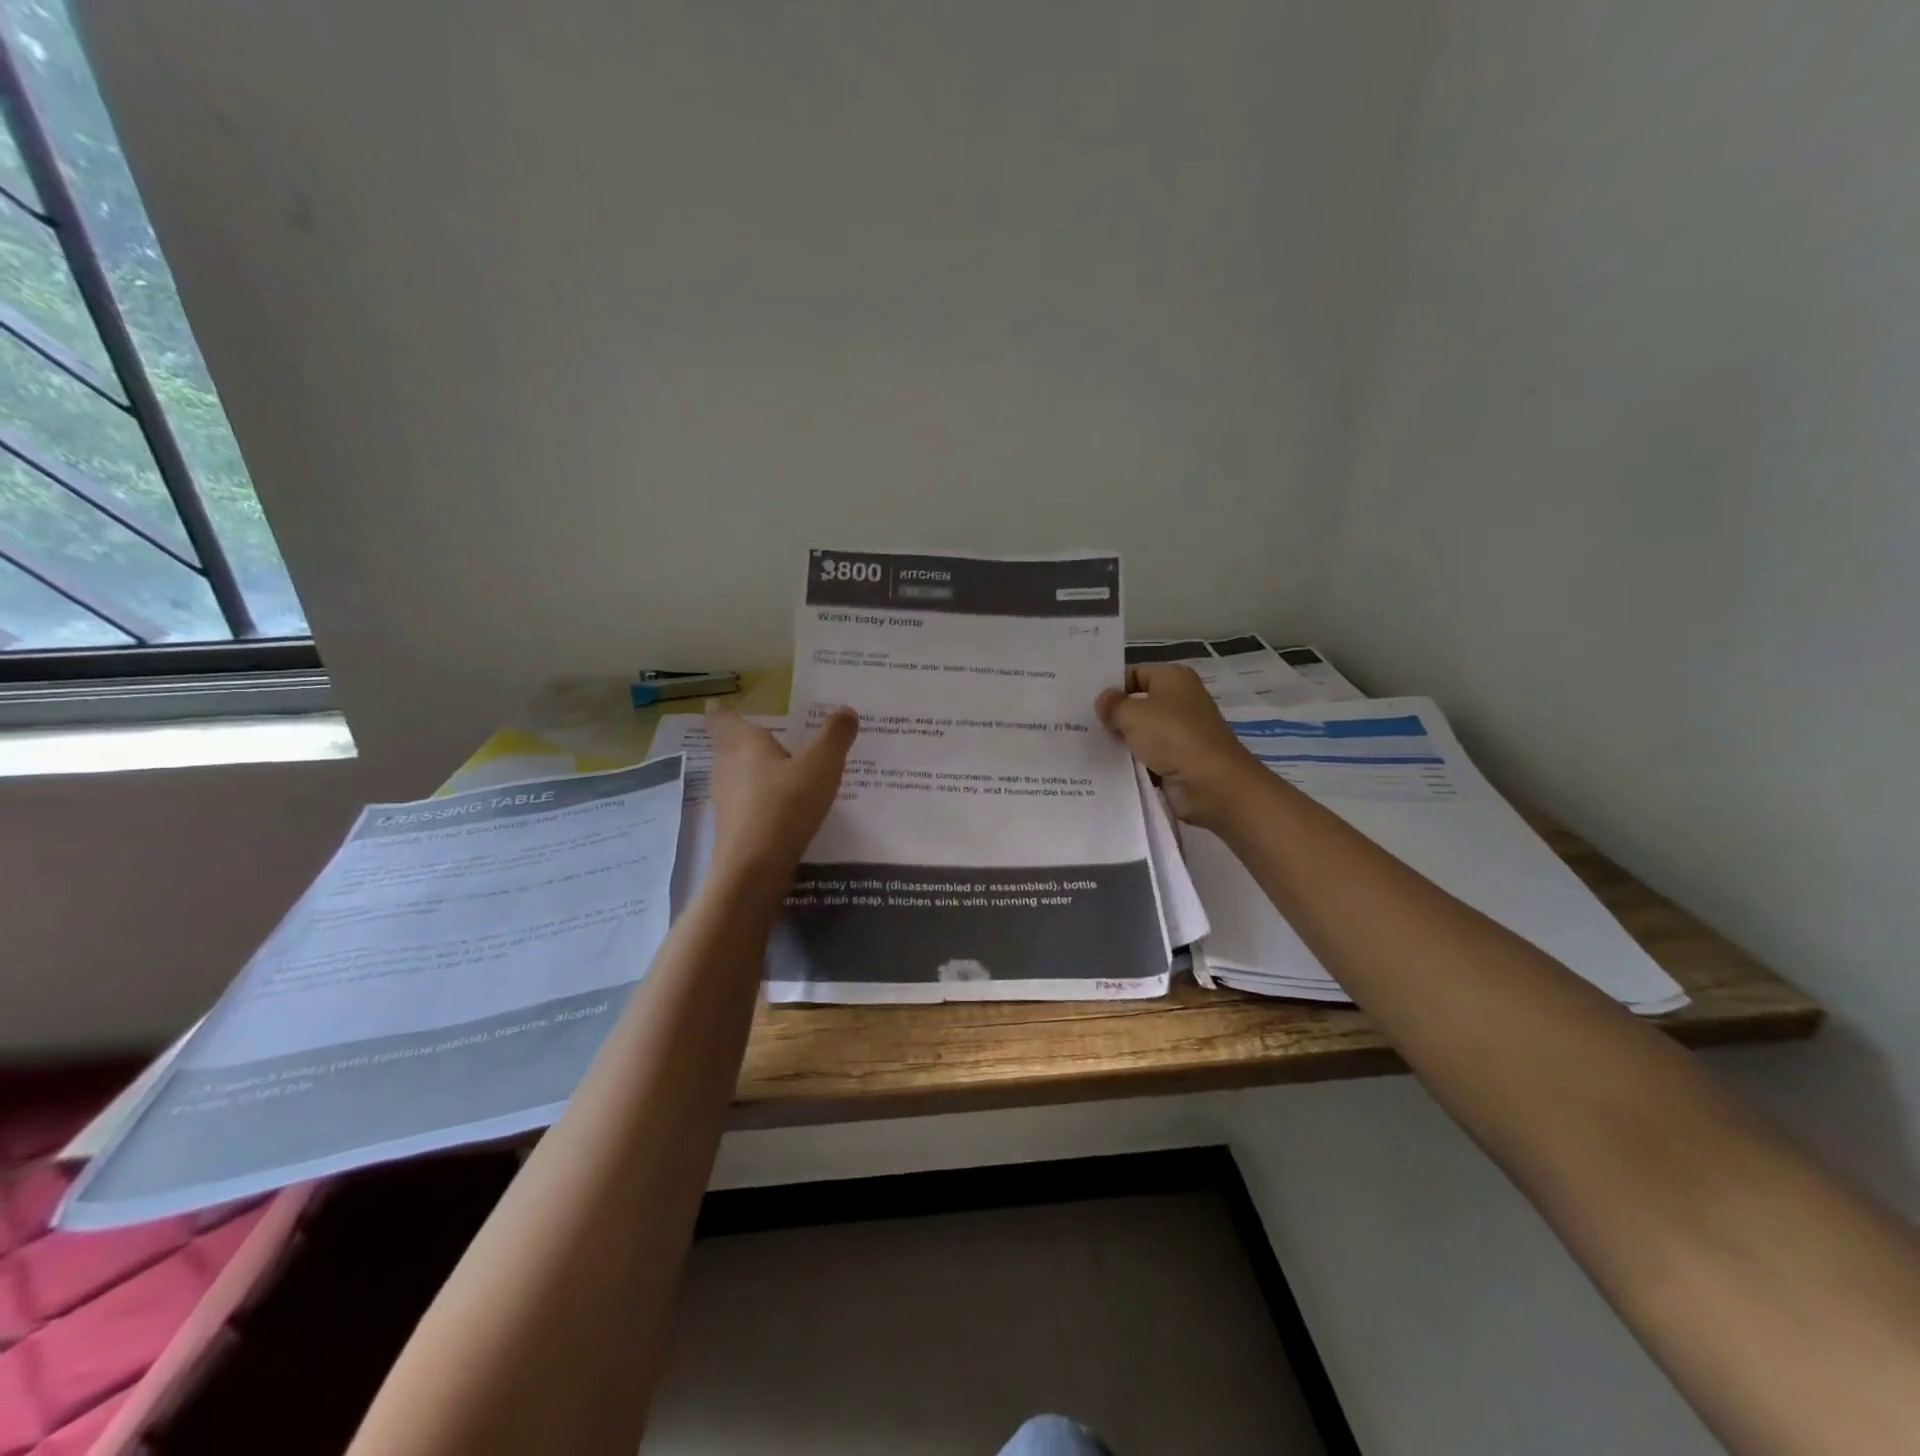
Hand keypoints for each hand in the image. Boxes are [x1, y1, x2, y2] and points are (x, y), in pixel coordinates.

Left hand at [705, 706, 857, 879]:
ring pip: (738, 776)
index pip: (721, 717)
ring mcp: (726, 799)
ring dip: (758, 772)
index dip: (724, 710)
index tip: (732, 706)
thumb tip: (845, 710)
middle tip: (778, 738)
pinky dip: (763, 800)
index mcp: (742, 742)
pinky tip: (787, 809)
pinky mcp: (732, 827)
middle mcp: (727, 766)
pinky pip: (747, 803)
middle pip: (731, 746)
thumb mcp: (821, 766)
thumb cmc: (785, 806)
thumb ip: (835, 736)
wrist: (754, 870)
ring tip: (789, 773)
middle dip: (750, 741)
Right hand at [1096, 664, 1261, 828]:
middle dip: (1114, 714)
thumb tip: (1103, 701)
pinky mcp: (1179, 759)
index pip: (1135, 674)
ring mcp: (1181, 732)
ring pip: (1142, 731)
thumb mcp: (1133, 713)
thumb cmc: (1172, 735)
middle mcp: (1180, 701)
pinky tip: (1107, 765)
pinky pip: (1148, 755)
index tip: (1087, 703)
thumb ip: (1112, 705)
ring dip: (1122, 740)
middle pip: (1138, 703)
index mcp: (1174, 678)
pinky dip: (1133, 760)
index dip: (1112, 687)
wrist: (1210, 782)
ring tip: (1088, 745)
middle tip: (1081, 724)